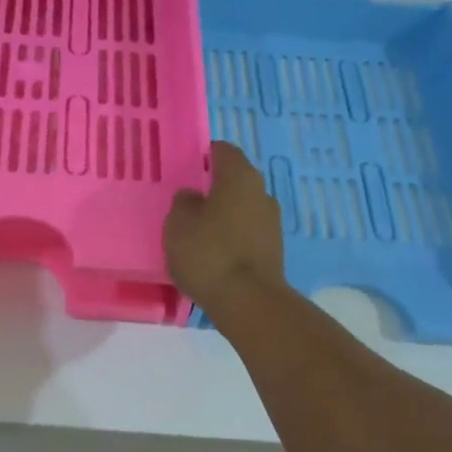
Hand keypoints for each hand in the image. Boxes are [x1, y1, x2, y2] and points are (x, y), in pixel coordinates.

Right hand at [164, 141, 285, 310]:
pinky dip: (231, 237)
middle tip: (186, 203)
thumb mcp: (178, 224)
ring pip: (241, 207)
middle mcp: (261, 192)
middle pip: (234, 180)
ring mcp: (271, 222)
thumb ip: (183, 202)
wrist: (248, 301)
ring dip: (222, 214)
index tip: (185, 169)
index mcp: (239, 177)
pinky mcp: (273, 249)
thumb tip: (193, 196)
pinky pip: (246, 232)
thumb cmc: (208, 253)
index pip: (223, 150)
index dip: (203, 155)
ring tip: (197, 232)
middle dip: (212, 188)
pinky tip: (213, 254)